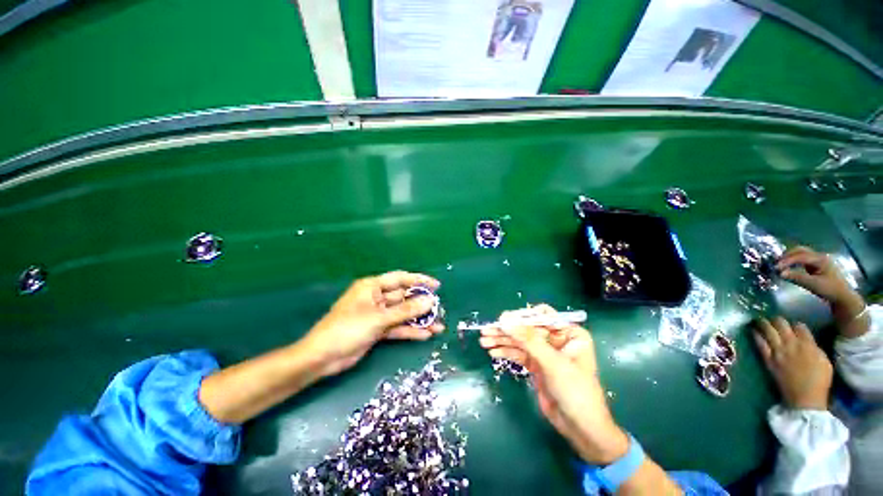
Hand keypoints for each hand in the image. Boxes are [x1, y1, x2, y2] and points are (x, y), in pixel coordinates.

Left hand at [305, 271, 443, 376]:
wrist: (322, 358)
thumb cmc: (348, 329)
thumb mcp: (379, 318)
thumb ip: (406, 310)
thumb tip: (429, 301)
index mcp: (372, 286)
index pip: (400, 278)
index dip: (419, 281)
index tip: (436, 286)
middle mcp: (376, 298)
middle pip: (403, 297)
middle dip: (421, 304)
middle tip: (439, 309)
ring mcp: (377, 314)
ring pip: (402, 314)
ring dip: (418, 320)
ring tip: (438, 325)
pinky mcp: (378, 329)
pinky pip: (398, 327)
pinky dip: (410, 331)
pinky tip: (426, 335)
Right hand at [479, 305, 628, 464]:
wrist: (581, 429)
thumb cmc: (575, 391)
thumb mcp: (552, 363)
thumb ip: (528, 340)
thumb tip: (504, 320)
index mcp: (569, 333)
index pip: (543, 316)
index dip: (522, 316)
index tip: (503, 319)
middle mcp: (556, 339)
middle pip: (527, 328)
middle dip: (507, 330)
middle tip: (486, 331)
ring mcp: (545, 353)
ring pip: (520, 341)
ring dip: (502, 341)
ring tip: (484, 341)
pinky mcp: (536, 365)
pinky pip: (518, 354)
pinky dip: (505, 352)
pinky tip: (492, 352)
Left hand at [753, 318, 832, 410]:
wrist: (806, 398)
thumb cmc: (819, 381)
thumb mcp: (824, 360)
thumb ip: (814, 347)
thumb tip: (807, 340)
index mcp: (808, 344)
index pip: (800, 326)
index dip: (796, 324)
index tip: (792, 324)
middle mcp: (792, 345)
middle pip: (782, 325)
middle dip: (777, 319)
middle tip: (773, 318)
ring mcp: (778, 351)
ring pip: (769, 331)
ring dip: (763, 323)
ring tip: (759, 319)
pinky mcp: (769, 360)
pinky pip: (760, 344)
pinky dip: (756, 335)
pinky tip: (752, 330)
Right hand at [777, 246, 868, 337]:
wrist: (842, 296)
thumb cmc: (830, 290)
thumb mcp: (814, 285)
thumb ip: (797, 278)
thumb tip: (780, 273)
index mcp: (820, 259)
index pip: (800, 256)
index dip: (787, 261)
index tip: (776, 268)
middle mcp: (819, 256)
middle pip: (800, 251)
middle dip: (787, 256)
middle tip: (776, 264)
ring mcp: (818, 260)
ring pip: (800, 254)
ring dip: (789, 258)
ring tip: (780, 265)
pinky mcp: (816, 265)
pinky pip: (802, 259)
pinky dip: (793, 261)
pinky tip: (789, 267)